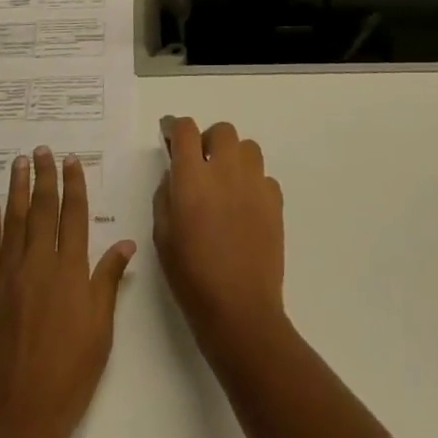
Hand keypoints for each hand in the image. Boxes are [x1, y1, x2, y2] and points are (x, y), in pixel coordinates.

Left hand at [0, 147, 135, 437]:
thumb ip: (108, 282)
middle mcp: (38, 265)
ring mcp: (7, 278)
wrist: (19, 419)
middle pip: (42, 211)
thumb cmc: (70, 376)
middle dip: (44, 177)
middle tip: (41, 150)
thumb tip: (125, 243)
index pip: (73, 216)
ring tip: (18, 164)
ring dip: (17, 190)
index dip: (73, 185)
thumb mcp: (101, 331)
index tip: (71, 160)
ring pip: (13, 223)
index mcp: (70, 272)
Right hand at [153, 118, 287, 363]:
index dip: (174, 127)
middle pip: (221, 131)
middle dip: (208, 140)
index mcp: (193, 178)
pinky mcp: (275, 202)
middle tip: (200, 164)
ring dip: (234, 157)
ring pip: (248, 147)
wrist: (239, 310)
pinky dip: (253, 182)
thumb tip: (175, 175)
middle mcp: (226, 171)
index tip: (169, 135)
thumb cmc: (192, 277)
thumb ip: (165, 195)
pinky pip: (264, 176)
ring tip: (225, 182)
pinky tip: (244, 206)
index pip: (185, 130)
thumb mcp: (162, 236)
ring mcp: (255, 184)